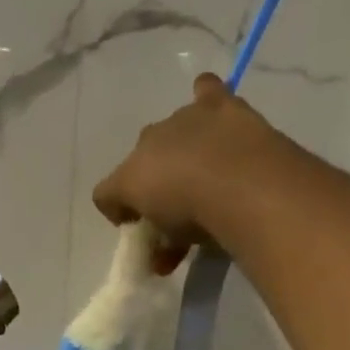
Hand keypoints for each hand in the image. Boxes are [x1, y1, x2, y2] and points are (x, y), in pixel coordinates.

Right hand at [92, 73, 296, 271]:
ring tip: (200, 174)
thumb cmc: (194, 215)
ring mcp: (183, 119)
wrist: (240, 183)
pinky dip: (204, 95)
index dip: (120, 209)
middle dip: (153, 180)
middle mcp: (148, 141)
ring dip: (179, 149)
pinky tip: (209, 105)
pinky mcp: (218, 104)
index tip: (140, 228)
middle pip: (141, 160)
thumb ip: (160, 247)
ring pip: (170, 130)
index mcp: (129, 174)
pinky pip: (204, 89)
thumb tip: (162, 260)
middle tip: (175, 206)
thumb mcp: (170, 244)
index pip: (108, 192)